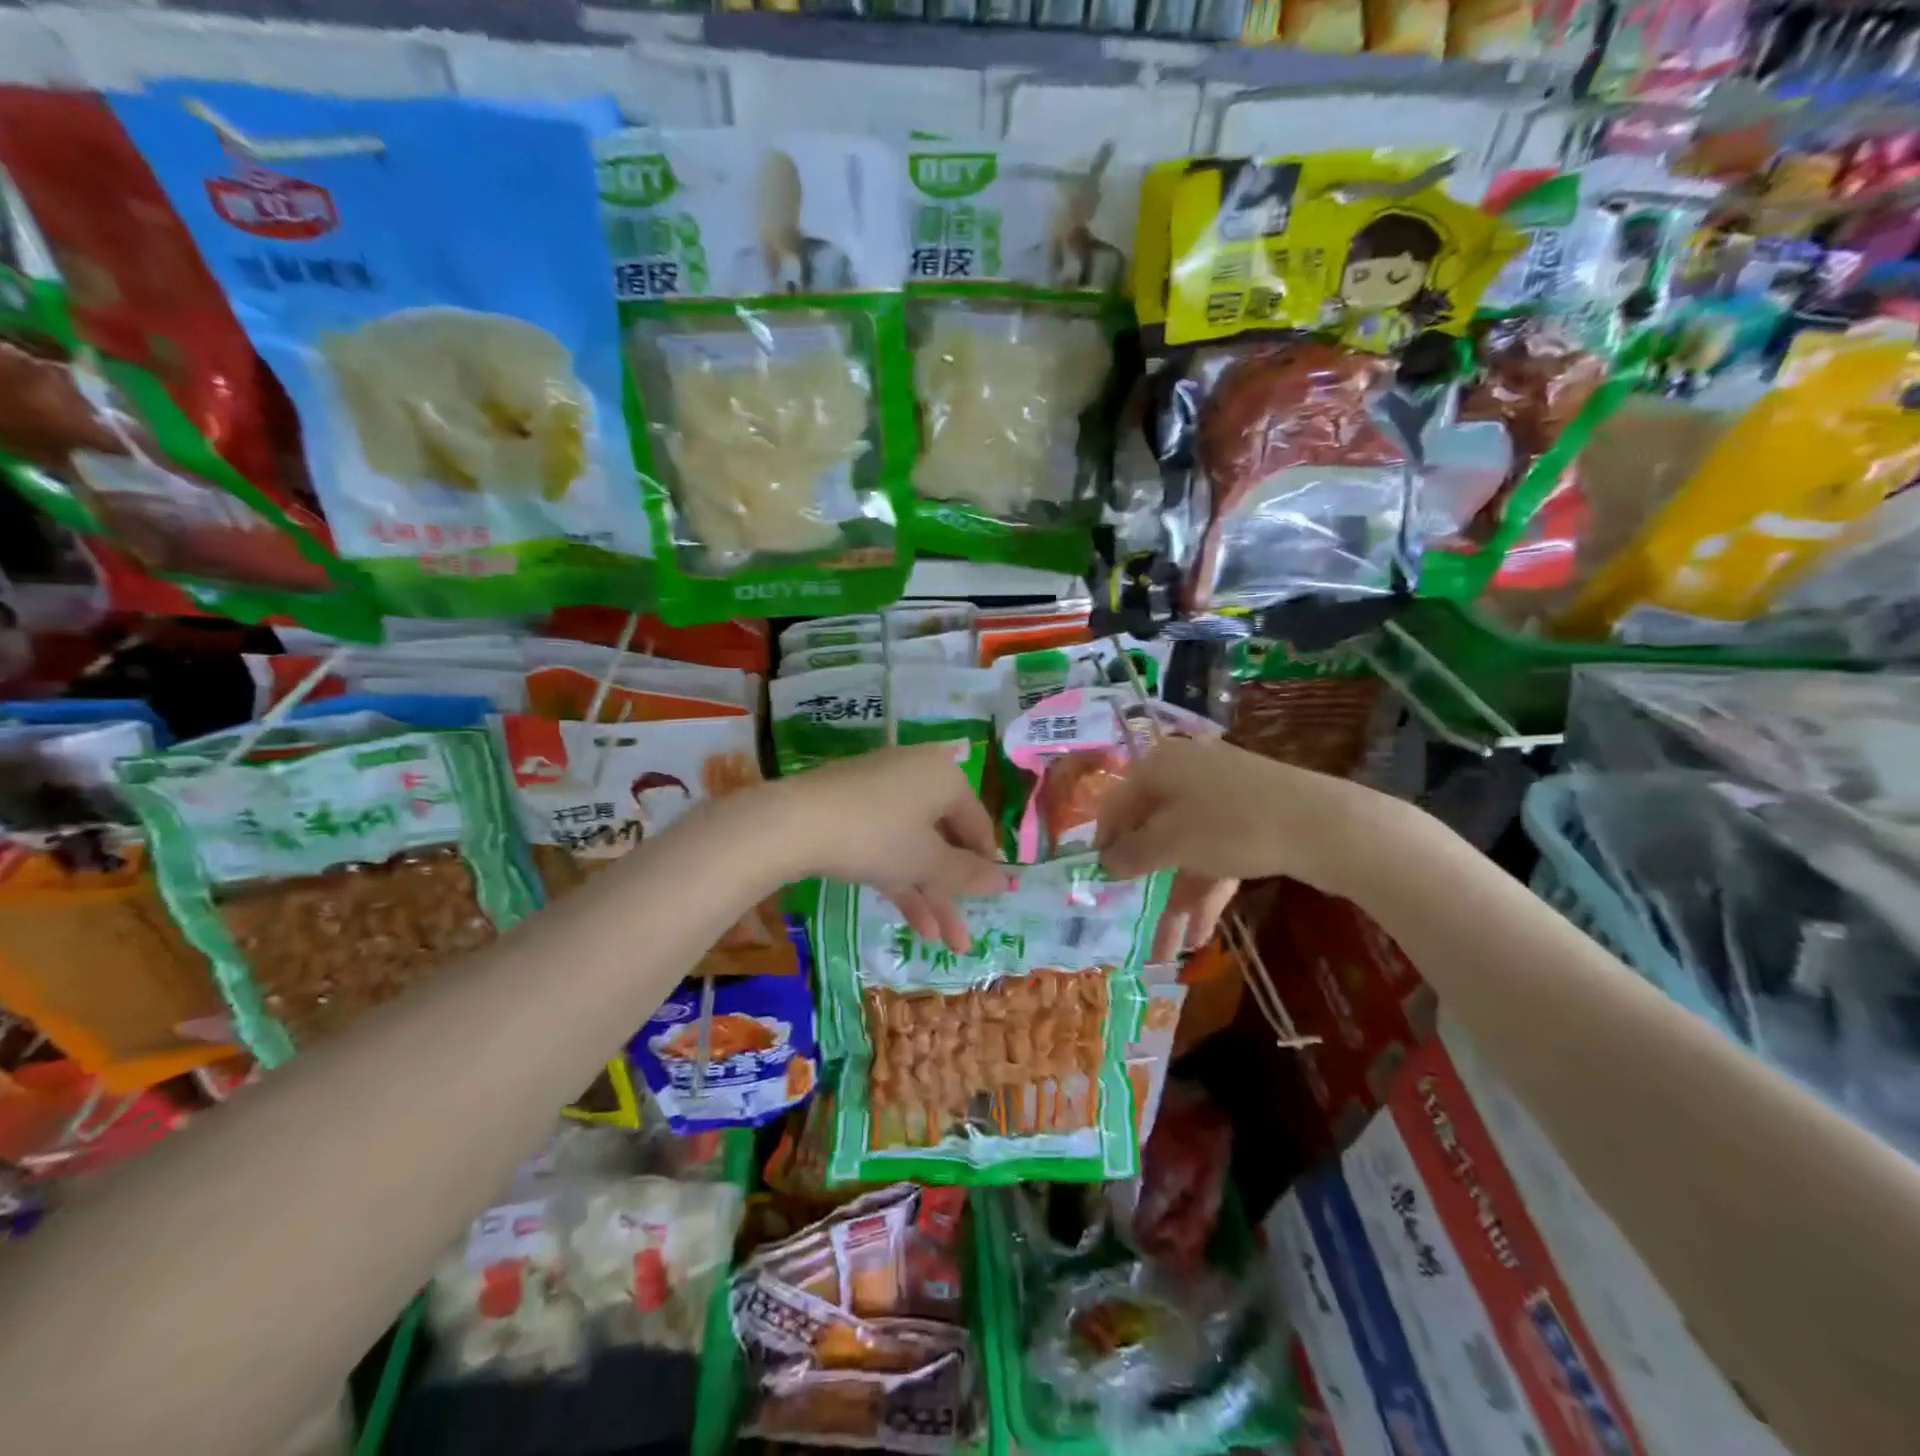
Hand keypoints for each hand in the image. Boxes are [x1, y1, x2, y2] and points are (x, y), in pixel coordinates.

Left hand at [769, 744, 1010, 950]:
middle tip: (963, 938)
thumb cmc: (877, 836)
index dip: (986, 865)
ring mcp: (882, 791)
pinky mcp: (852, 807)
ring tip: (941, 943)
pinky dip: (901, 877)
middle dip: (954, 893)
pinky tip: (913, 922)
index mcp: (946, 777)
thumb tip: (1006, 880)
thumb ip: (968, 874)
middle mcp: (918, 776)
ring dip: (929, 894)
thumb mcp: (927, 861)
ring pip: (915, 847)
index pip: (978, 824)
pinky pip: (888, 843)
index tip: (990, 900)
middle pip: (945, 840)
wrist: (795, 822)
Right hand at [1094, 736, 1403, 940]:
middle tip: (1131, 916)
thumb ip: (1132, 853)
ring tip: (1169, 948)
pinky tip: (1201, 934)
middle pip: (1153, 830)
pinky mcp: (1250, 819)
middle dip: (1145, 881)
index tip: (1098, 879)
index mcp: (1160, 767)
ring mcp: (1221, 797)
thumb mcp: (1172, 842)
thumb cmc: (1230, 825)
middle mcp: (1186, 775)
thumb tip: (1104, 863)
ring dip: (1176, 897)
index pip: (1117, 803)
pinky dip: (1206, 889)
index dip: (1104, 841)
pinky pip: (1215, 854)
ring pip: (1186, 849)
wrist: (1323, 824)